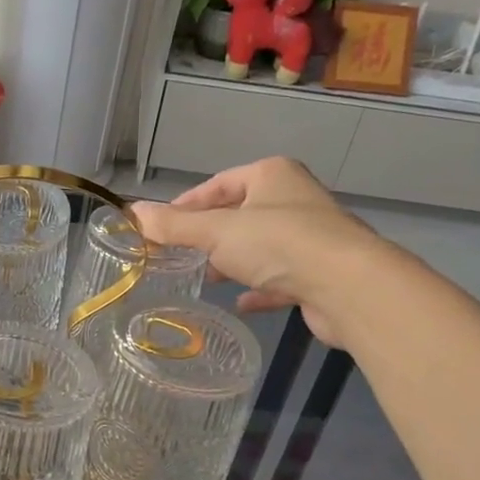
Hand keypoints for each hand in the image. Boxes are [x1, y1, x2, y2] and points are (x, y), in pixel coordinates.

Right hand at [131, 156, 383, 345]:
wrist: (348, 287)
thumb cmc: (278, 244)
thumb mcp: (215, 231)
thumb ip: (174, 226)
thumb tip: (132, 212)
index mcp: (271, 176)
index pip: (218, 184)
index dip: (186, 205)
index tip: (160, 228)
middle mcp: (293, 199)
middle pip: (239, 215)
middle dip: (208, 236)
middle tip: (178, 256)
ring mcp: (310, 237)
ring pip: (260, 247)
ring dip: (233, 262)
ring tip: (206, 278)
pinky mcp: (319, 273)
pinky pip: (279, 277)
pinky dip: (258, 288)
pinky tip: (240, 303)